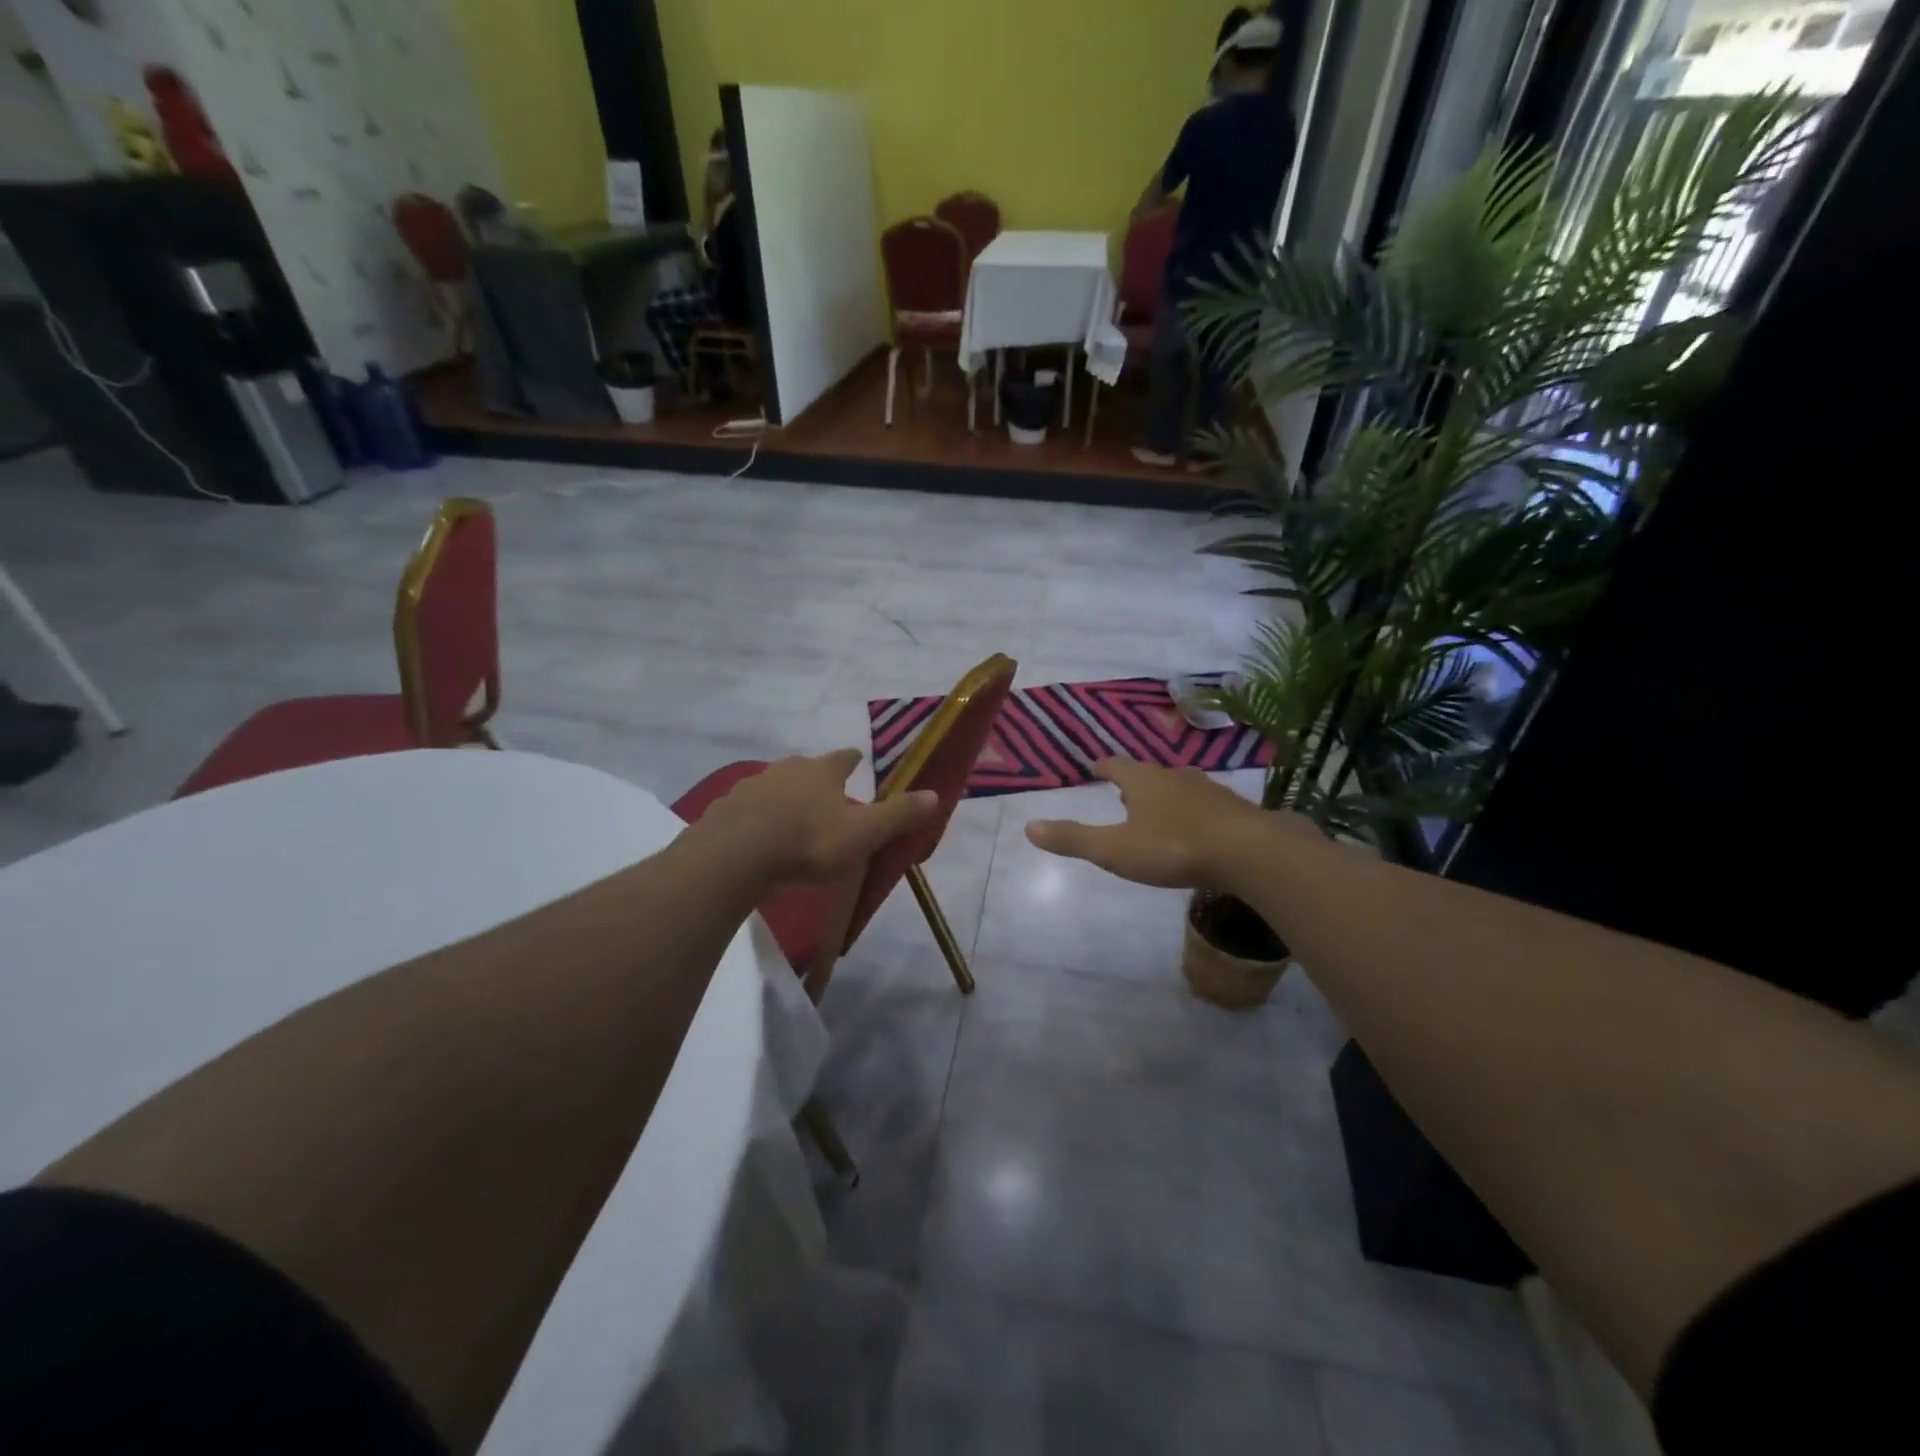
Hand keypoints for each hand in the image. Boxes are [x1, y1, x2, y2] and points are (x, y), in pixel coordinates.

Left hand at [690, 750, 939, 885]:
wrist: (735, 857)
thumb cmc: (808, 843)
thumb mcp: (862, 834)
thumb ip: (898, 815)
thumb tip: (935, 795)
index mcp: (821, 771)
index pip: (844, 758)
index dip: (853, 760)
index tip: (857, 762)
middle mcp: (786, 769)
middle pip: (806, 768)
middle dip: (816, 780)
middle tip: (826, 799)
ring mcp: (750, 786)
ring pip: (774, 787)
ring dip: (784, 798)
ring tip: (791, 820)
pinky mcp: (724, 808)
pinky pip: (746, 809)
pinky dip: (755, 817)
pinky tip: (757, 837)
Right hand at [1025, 759, 1310, 889]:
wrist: (1250, 851)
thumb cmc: (1174, 847)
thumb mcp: (1115, 850)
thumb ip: (1074, 839)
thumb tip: (1029, 827)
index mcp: (1142, 781)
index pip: (1115, 765)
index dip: (1102, 767)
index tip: (1094, 767)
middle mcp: (1174, 776)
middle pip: (1149, 773)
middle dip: (1134, 781)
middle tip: (1123, 792)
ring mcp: (1209, 790)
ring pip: (1180, 786)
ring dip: (1166, 795)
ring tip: (1158, 809)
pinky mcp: (1235, 809)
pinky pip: (1207, 805)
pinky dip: (1195, 812)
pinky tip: (1198, 829)